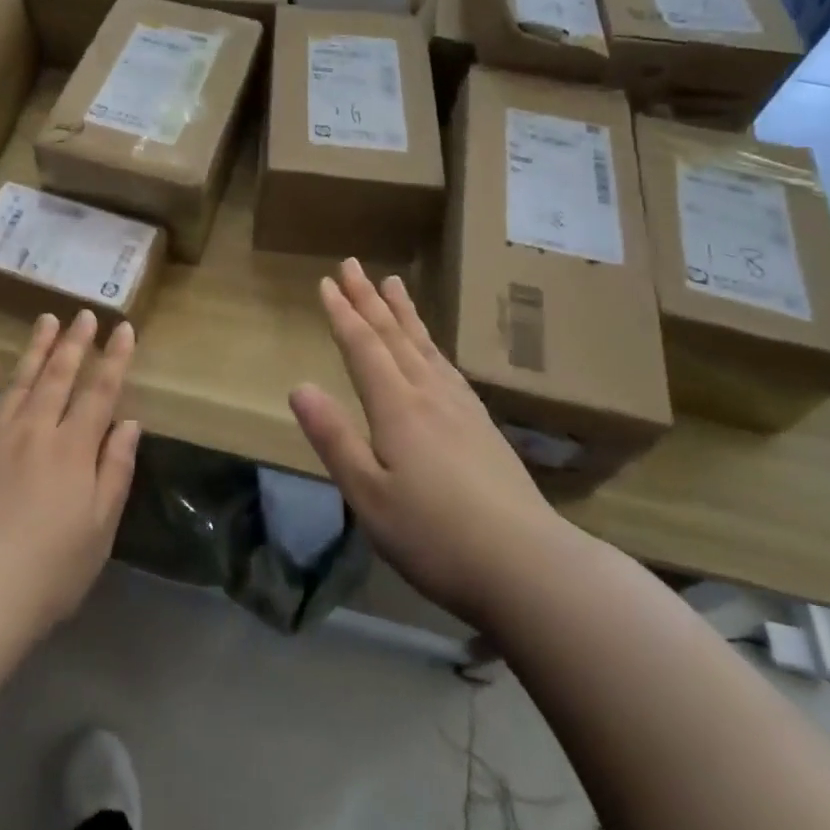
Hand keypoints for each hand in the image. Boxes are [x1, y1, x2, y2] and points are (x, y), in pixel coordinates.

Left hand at [0, 311, 139, 640]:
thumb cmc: (49, 570)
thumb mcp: (100, 528)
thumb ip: (116, 470)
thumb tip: (130, 424)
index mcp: (74, 448)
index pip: (100, 392)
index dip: (114, 358)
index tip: (122, 328)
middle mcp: (35, 430)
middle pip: (59, 376)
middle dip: (75, 342)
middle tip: (84, 314)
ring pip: (19, 381)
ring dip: (36, 349)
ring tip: (47, 320)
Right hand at [289, 260, 563, 624]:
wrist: (530, 565)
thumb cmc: (435, 536)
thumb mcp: (369, 495)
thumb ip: (334, 438)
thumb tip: (299, 386)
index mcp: (397, 408)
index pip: (363, 348)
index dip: (342, 314)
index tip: (327, 282)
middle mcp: (429, 395)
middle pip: (394, 336)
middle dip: (369, 299)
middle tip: (353, 264)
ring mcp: (462, 408)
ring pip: (425, 346)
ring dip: (404, 313)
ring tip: (393, 284)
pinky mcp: (483, 426)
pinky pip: (448, 366)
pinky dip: (432, 344)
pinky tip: (433, 350)